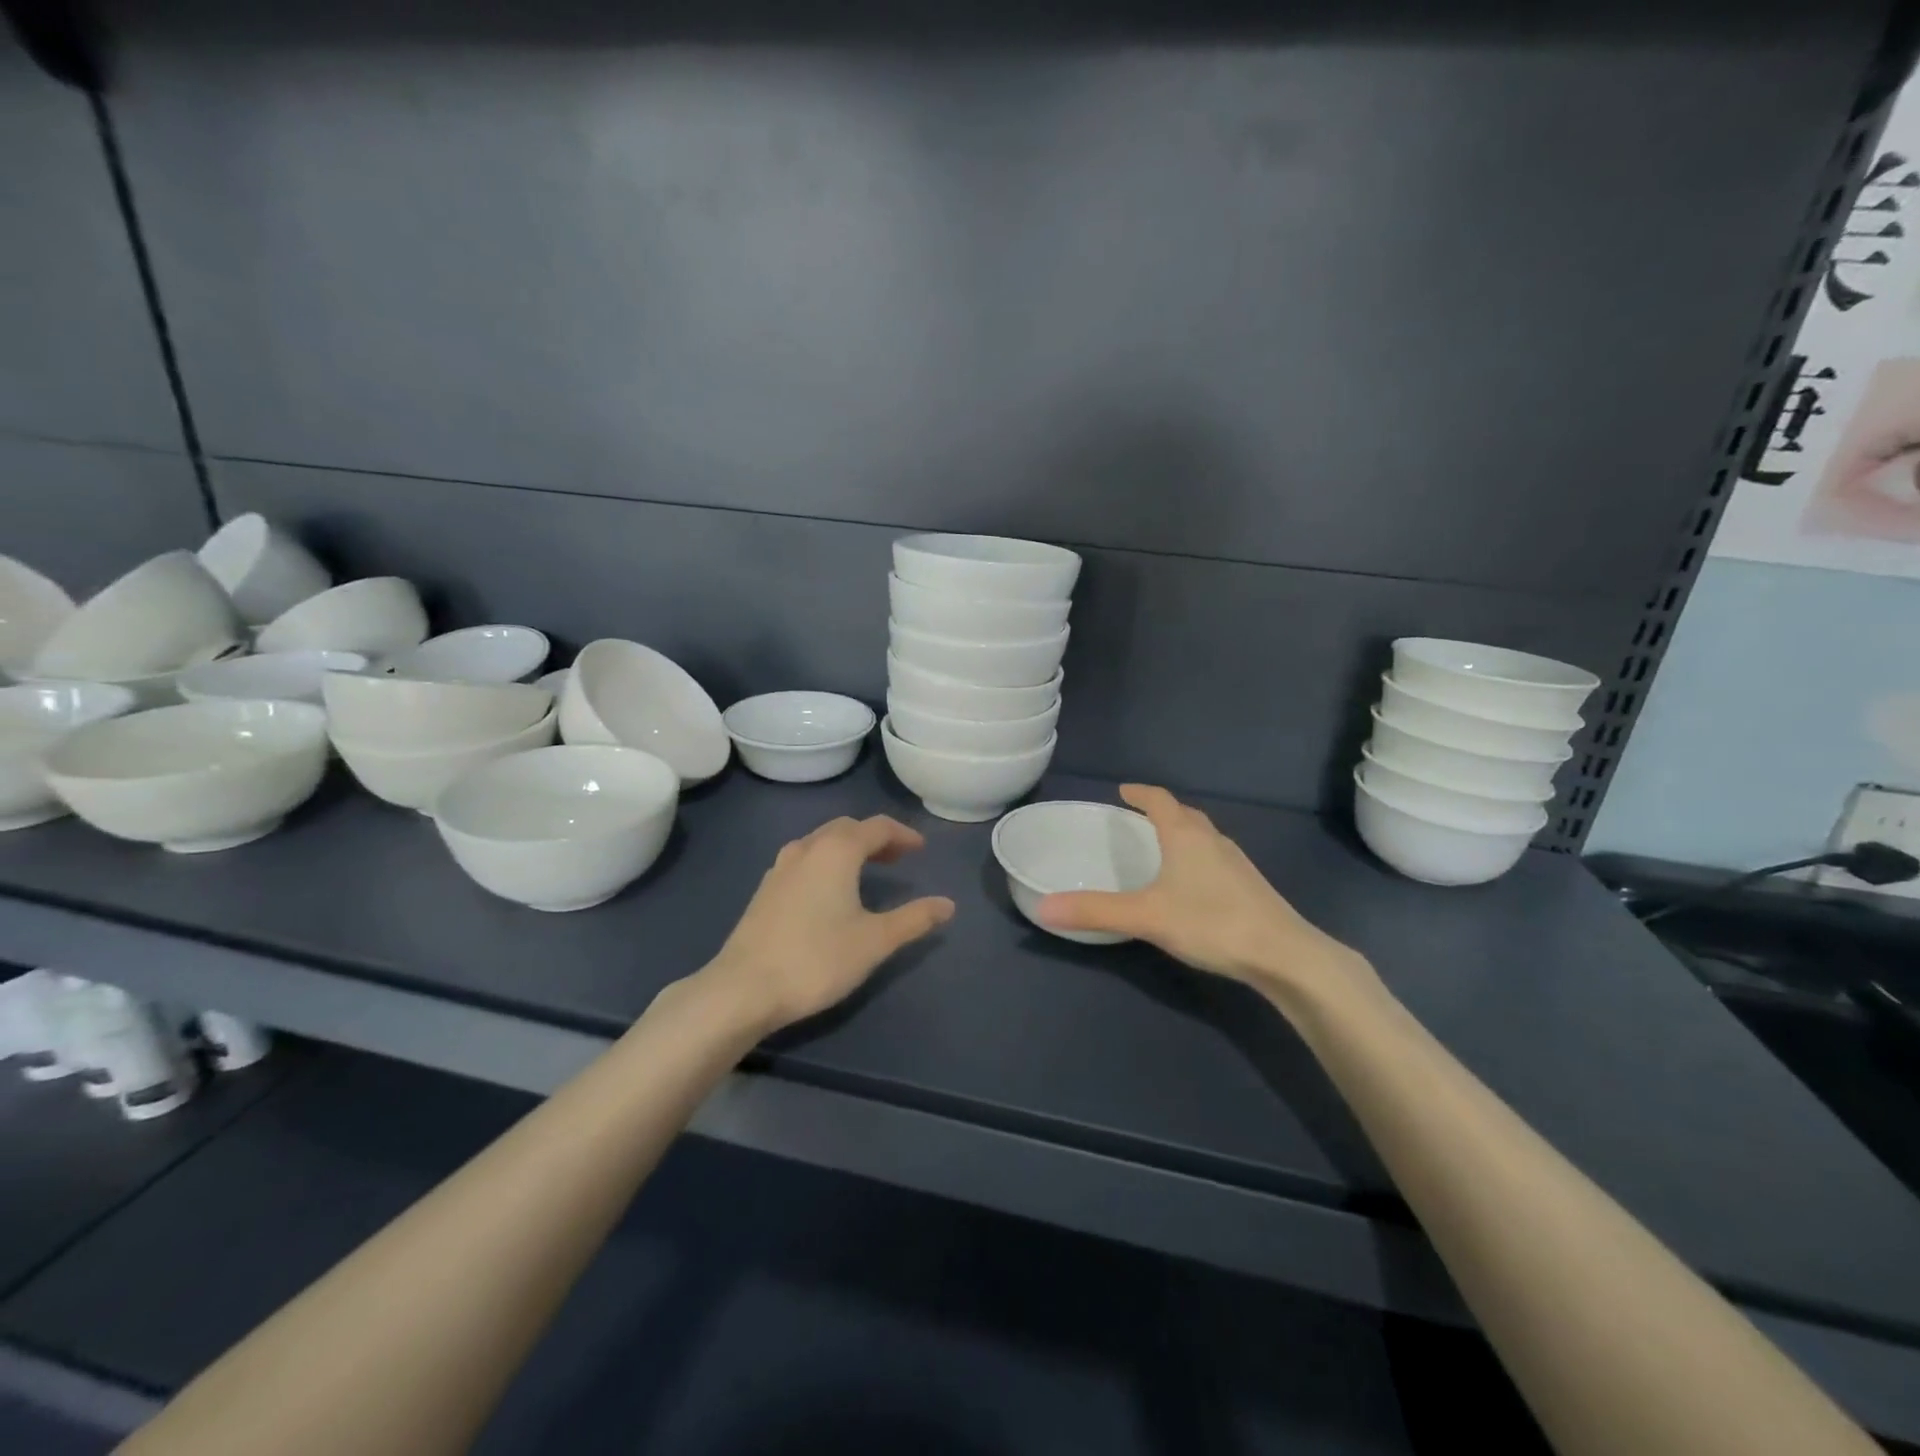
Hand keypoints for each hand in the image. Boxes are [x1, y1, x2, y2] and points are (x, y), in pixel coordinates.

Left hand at [702, 815, 954, 1031]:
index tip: (921, 849)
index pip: (877, 827)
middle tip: (897, 857)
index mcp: (836, 851)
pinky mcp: (765, 889)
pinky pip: (804, 859)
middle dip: (875, 837)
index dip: (903, 834)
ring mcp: (780, 868)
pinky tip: (828, 890)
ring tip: (866, 870)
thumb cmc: (817, 959)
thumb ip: (914, 919)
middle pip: (846, 828)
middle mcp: (807, 848)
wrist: (744, 988)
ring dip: (848, 847)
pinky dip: (825, 861)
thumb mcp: (875, 941)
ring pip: (821, 842)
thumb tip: (948, 904)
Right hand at [1039, 785, 1372, 1001]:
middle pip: (1184, 814)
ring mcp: (1236, 862)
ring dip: (1181, 833)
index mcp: (1185, 835)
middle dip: (1160, 811)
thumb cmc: (1211, 922)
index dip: (1140, 793)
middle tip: (1137, 818)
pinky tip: (1193, 884)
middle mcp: (1212, 840)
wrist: (1284, 954)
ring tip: (1162, 847)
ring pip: (1203, 836)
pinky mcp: (1250, 885)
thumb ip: (1095, 911)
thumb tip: (1043, 908)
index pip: (1159, 800)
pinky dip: (1197, 857)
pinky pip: (1215, 857)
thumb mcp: (1146, 916)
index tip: (1123, 790)